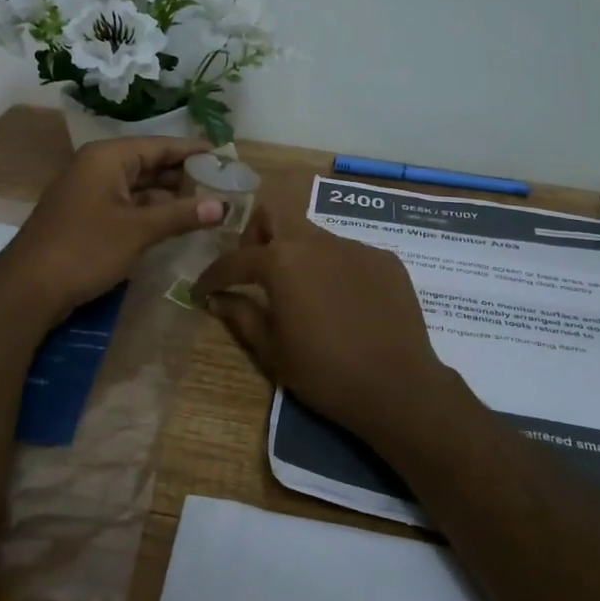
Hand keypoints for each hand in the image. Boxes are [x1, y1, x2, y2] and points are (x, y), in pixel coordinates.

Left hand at [0, 137, 224, 320]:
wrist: (29, 287)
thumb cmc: (86, 248)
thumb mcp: (139, 231)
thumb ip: (182, 215)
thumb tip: (222, 207)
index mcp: (108, 157)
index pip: (160, 145)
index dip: (193, 151)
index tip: (225, 156)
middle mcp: (97, 167)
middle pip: (149, 164)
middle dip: (184, 175)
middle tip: (223, 184)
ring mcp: (89, 192)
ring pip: (138, 187)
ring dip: (169, 196)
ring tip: (207, 204)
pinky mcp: (85, 217)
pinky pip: (126, 204)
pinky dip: (151, 212)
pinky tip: (175, 223)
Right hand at [193, 203, 460, 444]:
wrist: (397, 386)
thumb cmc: (324, 372)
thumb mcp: (272, 350)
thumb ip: (240, 315)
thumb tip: (216, 298)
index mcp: (282, 261)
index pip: (235, 259)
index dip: (212, 275)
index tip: (202, 290)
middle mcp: (317, 242)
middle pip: (275, 214)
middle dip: (256, 234)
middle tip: (254, 269)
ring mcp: (356, 247)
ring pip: (314, 236)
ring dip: (297, 255)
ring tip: (302, 292)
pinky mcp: (385, 260)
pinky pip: (348, 254)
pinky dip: (333, 270)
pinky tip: (342, 303)